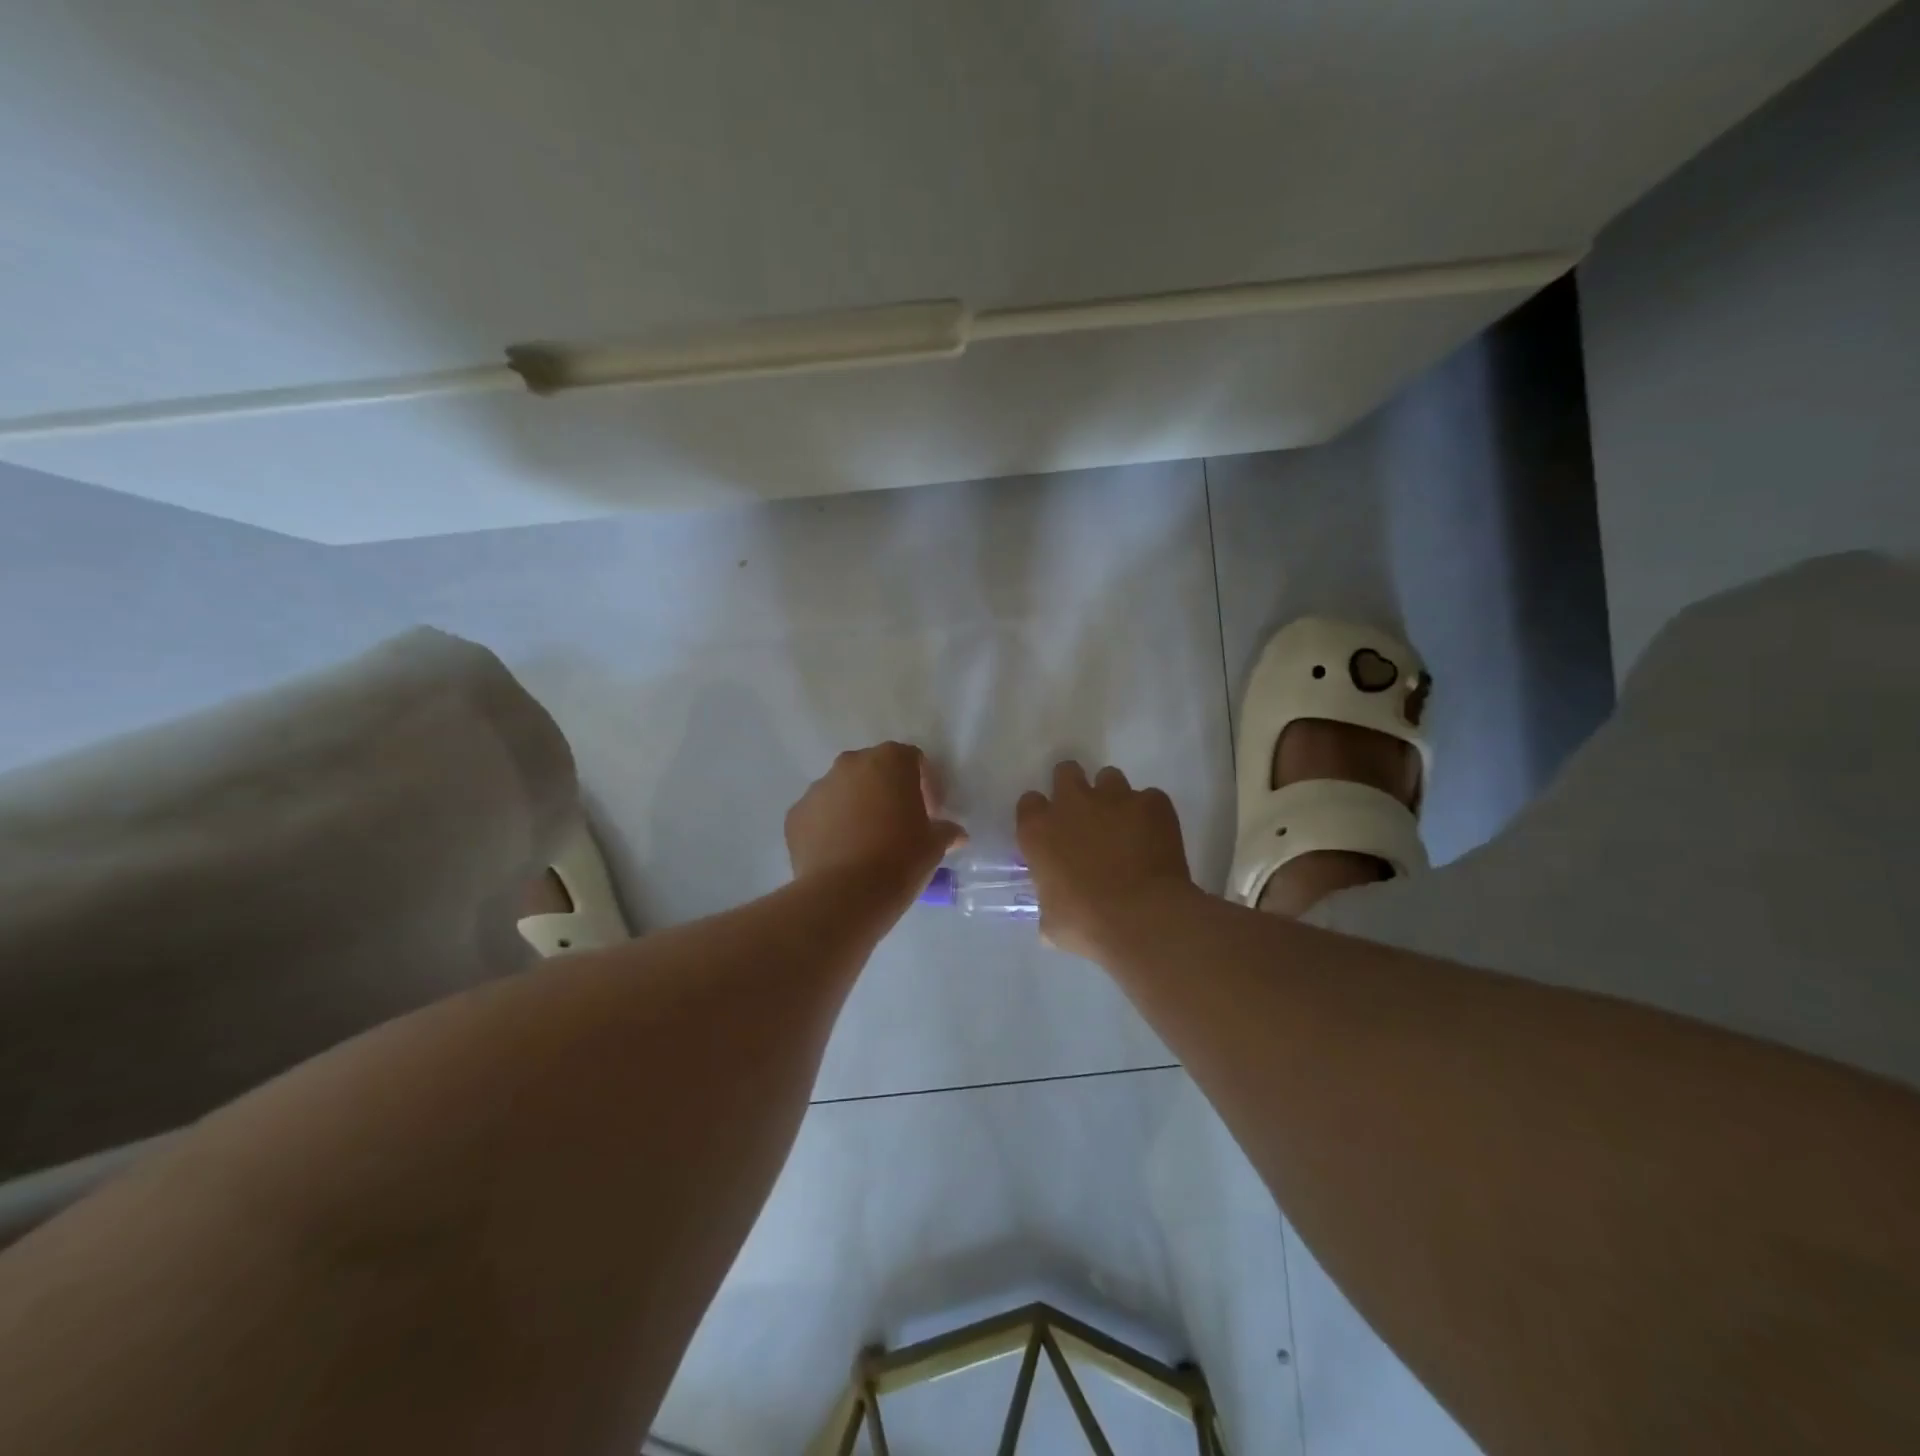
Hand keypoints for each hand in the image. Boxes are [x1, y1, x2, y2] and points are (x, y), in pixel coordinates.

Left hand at [786, 743, 964, 896]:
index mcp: (889, 761)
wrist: (845, 894)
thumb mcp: (935, 845)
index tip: (930, 814)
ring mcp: (818, 788)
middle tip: (898, 825)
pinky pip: (819, 816)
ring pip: (843, 791)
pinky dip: (830, 828)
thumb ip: (946, 831)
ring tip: (866, 844)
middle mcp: (850, 764)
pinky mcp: (795, 815)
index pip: (912, 760)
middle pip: (874, 771)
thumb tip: (955, 834)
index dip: (925, 785)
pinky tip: (841, 856)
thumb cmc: (900, 859)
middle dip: (887, 792)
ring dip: (856, 808)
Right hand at [1017, 761, 1194, 957]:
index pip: (1030, 803)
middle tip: (1086, 815)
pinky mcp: (1152, 803)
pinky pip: (1150, 798)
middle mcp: (1072, 803)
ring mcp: (1115, 797)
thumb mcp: (1052, 922)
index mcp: (1039, 830)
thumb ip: (1049, 904)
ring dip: (1113, 798)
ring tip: (1124, 825)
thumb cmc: (1086, 924)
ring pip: (1109, 778)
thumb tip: (1054, 916)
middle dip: (1074, 787)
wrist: (1143, 918)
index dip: (1041, 815)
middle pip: (1066, 772)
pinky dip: (1150, 814)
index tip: (1051, 832)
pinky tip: (1156, 838)